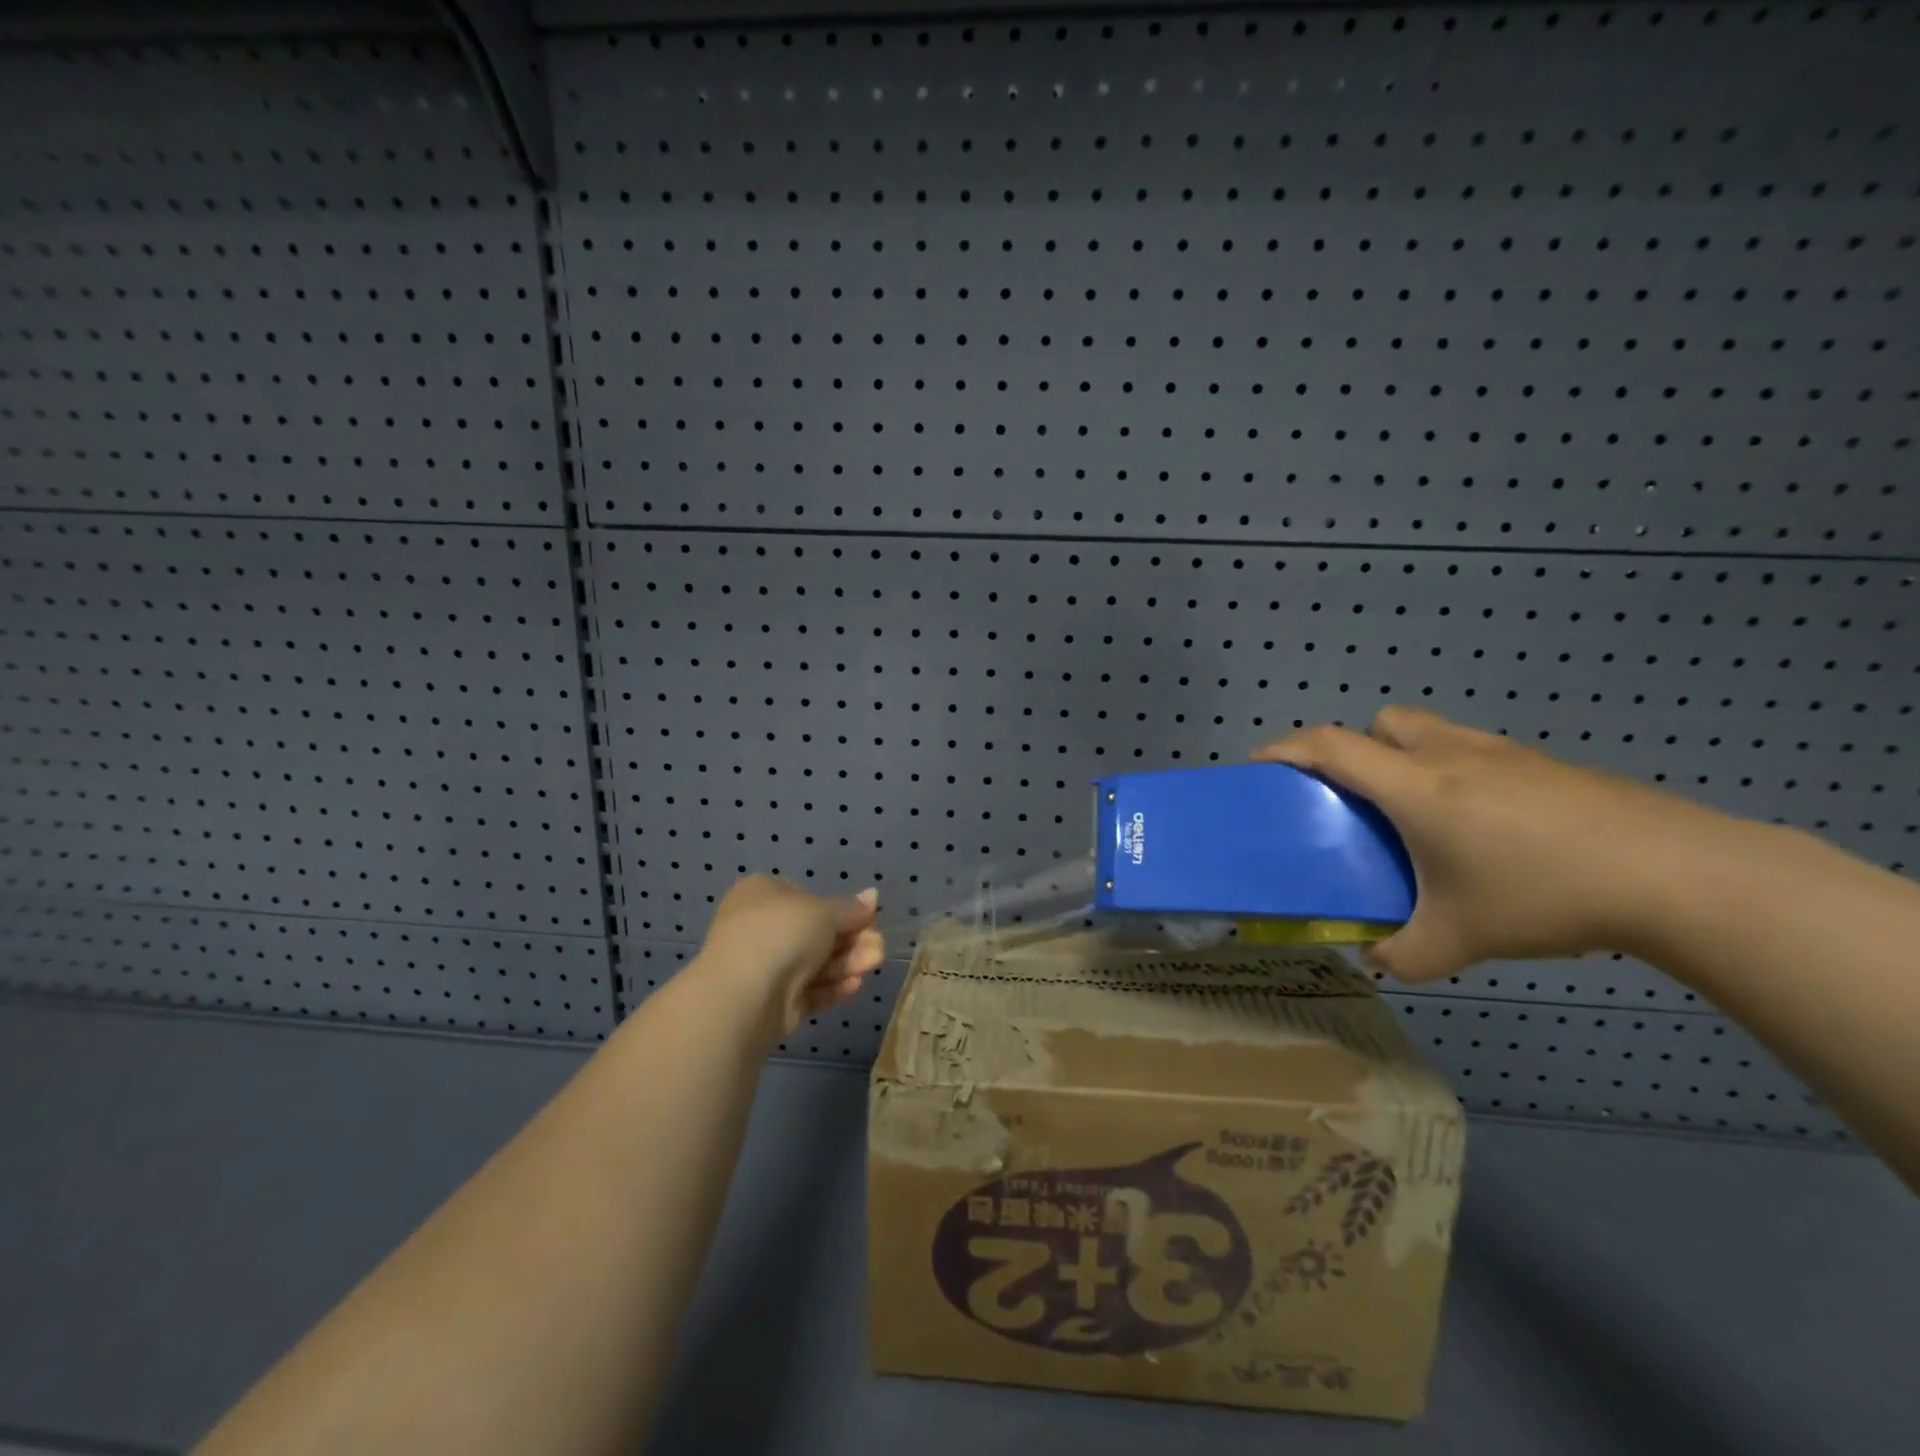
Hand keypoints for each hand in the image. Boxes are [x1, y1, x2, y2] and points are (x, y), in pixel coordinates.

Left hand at [695, 876, 884, 1037]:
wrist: (744, 995)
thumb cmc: (782, 933)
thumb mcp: (824, 912)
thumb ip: (851, 908)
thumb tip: (872, 896)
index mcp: (762, 894)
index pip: (806, 897)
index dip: (839, 909)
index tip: (867, 918)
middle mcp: (759, 927)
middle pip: (814, 933)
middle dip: (850, 940)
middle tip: (879, 947)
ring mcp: (763, 966)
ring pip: (813, 962)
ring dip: (847, 962)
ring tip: (876, 963)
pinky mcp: (771, 1002)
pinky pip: (806, 989)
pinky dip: (831, 986)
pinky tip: (856, 985)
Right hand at [1254, 706, 1740, 981]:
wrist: (1677, 874)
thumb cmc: (1544, 895)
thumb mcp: (1460, 939)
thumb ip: (1403, 955)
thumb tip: (1376, 960)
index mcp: (1413, 787)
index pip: (1330, 747)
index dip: (1286, 749)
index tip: (1259, 767)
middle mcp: (1448, 756)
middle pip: (1380, 722)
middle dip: (1353, 747)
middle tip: (1355, 796)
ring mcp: (1502, 754)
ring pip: (1429, 730)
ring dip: (1404, 754)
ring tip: (1417, 811)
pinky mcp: (1544, 764)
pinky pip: (1474, 750)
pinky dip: (1454, 771)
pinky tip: (1484, 826)